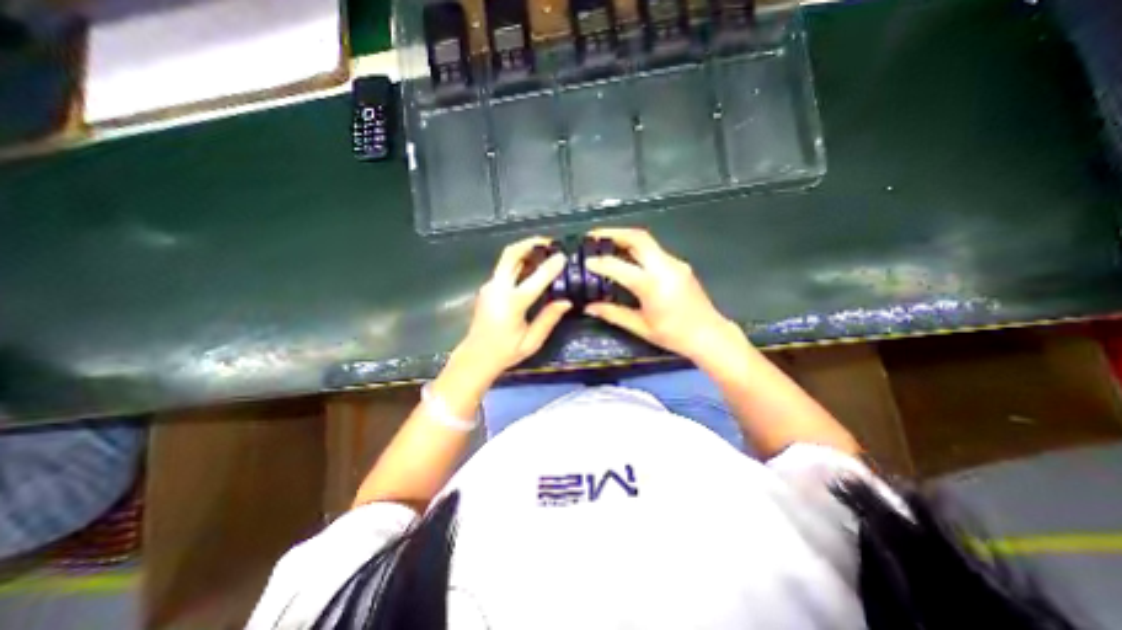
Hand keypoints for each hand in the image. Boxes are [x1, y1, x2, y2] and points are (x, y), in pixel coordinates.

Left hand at [450, 238, 569, 379]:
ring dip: (524, 251)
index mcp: (511, 303)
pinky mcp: (487, 289)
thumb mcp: (532, 341)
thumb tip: (566, 301)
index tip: (563, 256)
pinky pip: (504, 269)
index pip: (535, 279)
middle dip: (529, 244)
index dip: (551, 266)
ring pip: (506, 259)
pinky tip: (532, 267)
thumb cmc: (505, 352)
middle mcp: (497, 289)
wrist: (475, 357)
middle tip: (548, 242)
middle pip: (510, 255)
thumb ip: (548, 319)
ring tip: (543, 251)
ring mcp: (489, 287)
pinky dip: (518, 262)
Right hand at [577, 229, 737, 360]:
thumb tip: (590, 307)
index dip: (600, 263)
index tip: (586, 261)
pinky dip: (637, 249)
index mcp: (652, 284)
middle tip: (594, 236)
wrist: (709, 335)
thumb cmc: (673, 335)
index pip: (619, 267)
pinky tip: (627, 258)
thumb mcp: (640, 326)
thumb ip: (613, 313)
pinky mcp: (680, 265)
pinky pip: (654, 251)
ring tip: (607, 243)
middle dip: (614, 233)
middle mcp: (665, 267)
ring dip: (625, 238)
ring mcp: (675, 263)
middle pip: (637, 238)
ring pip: (647, 241)